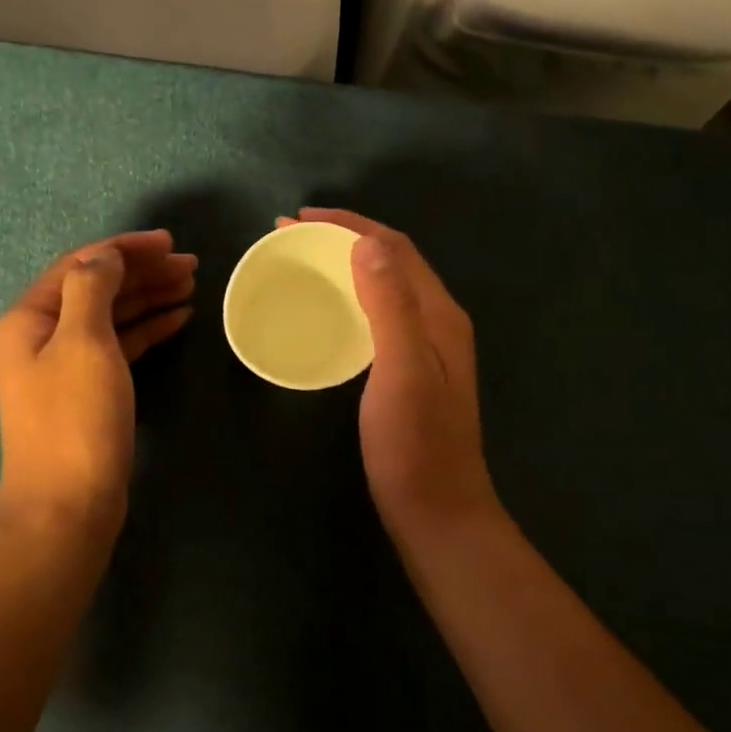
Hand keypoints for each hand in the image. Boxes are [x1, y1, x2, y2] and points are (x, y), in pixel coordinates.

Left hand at [0, 230, 194, 529]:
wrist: (67, 504)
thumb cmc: (74, 419)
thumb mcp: (83, 341)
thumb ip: (92, 287)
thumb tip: (105, 255)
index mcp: (31, 317)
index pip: (81, 264)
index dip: (126, 248)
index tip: (170, 243)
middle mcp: (43, 335)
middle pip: (97, 288)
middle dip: (143, 272)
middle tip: (191, 266)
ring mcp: (66, 365)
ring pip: (112, 316)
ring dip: (149, 297)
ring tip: (191, 286)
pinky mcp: (89, 391)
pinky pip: (120, 346)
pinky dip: (148, 329)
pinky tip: (178, 319)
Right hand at [279, 209, 500, 541]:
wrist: (437, 512)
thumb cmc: (415, 445)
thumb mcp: (401, 369)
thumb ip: (390, 304)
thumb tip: (366, 243)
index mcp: (439, 314)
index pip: (394, 248)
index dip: (348, 225)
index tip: (297, 219)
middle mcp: (438, 322)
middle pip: (391, 262)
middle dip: (343, 239)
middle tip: (291, 237)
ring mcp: (427, 349)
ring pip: (385, 288)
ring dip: (346, 267)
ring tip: (304, 264)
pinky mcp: (411, 372)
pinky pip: (379, 316)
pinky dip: (350, 299)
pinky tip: (329, 313)